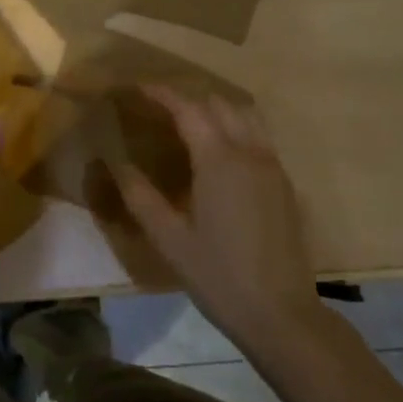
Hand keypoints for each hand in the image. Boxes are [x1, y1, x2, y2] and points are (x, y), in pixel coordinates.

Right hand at [112, 87, 321, 350]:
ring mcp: (273, 167)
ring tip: (189, 122)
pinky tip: (219, 153)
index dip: (162, 94)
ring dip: (216, 109)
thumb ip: (140, 196)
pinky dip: (236, 128)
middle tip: (159, 108)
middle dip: (189, 98)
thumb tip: (117, 164)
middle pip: (220, 105)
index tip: (138, 87)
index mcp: (219, 160)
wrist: (281, 314)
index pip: (188, 109)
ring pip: (246, 116)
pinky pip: (259, 138)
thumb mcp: (169, 238)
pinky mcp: (285, 185)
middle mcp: (250, 153)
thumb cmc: (218, 275)